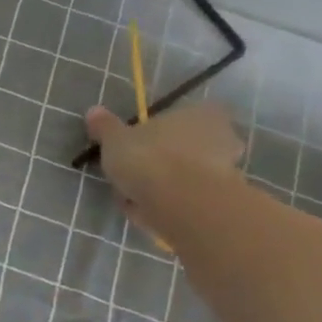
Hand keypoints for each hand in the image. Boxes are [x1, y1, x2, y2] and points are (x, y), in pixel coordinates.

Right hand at [84, 101, 244, 236]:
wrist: (183, 204)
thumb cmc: (149, 159)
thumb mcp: (115, 140)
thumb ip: (105, 127)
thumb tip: (94, 110)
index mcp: (201, 112)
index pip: (183, 116)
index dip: (161, 131)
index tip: (139, 145)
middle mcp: (222, 136)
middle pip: (187, 145)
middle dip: (165, 159)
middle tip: (135, 173)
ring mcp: (227, 169)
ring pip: (187, 173)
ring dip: (166, 184)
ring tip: (136, 196)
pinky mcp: (221, 200)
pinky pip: (188, 197)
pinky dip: (170, 203)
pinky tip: (148, 211)